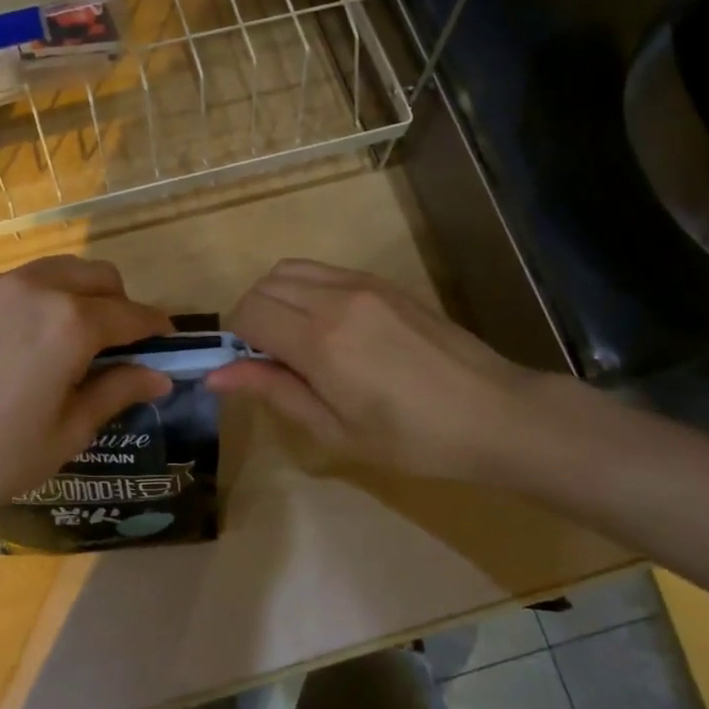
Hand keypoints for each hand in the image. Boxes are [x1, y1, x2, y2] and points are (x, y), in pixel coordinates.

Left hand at [0, 256, 173, 536]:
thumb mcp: (70, 431)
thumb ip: (119, 391)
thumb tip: (161, 376)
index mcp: (69, 322)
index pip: (130, 314)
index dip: (155, 328)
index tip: (168, 342)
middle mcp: (35, 289)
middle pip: (98, 276)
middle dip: (119, 303)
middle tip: (119, 345)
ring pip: (58, 271)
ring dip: (80, 295)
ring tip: (74, 340)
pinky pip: (19, 283)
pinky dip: (41, 299)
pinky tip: (28, 341)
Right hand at [205, 259, 545, 483]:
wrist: (493, 413)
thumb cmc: (412, 439)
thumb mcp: (335, 430)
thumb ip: (273, 391)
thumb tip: (215, 375)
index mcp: (320, 341)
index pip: (248, 313)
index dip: (236, 341)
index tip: (250, 369)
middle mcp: (335, 299)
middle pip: (263, 286)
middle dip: (252, 318)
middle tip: (271, 360)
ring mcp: (362, 284)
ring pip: (289, 270)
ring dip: (276, 298)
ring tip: (296, 340)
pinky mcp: (382, 282)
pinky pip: (323, 270)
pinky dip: (305, 288)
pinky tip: (327, 326)